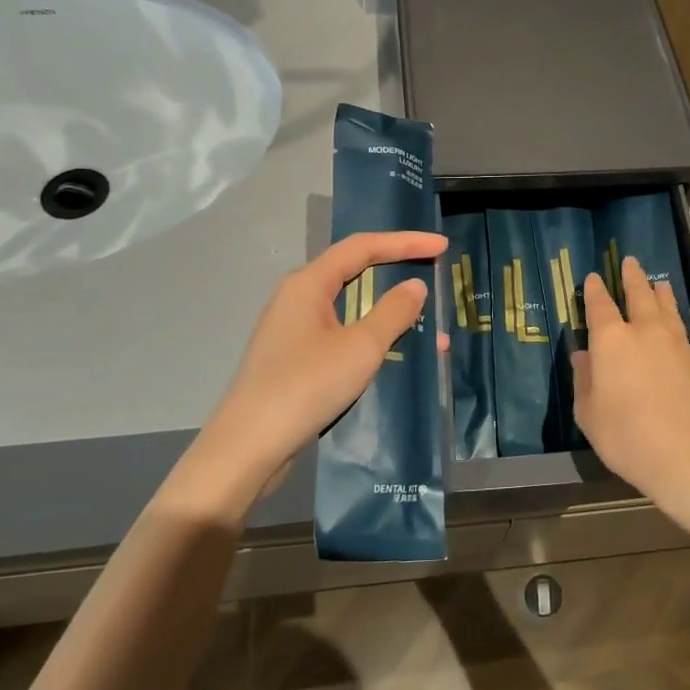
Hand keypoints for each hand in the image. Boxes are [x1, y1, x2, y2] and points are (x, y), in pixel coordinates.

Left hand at [167, 230, 447, 513]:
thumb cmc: (306, 387)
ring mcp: (293, 328)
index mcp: (309, 283)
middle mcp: (298, 297)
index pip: (363, 247)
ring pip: (350, 306)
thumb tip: (415, 286)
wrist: (248, 447)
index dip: (405, 242)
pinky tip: (394, 352)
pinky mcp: (294, 358)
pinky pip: (341, 332)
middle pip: (354, 271)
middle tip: (434, 274)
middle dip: (397, 271)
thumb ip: (392, 312)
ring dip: (389, 311)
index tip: (442, 245)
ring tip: (428, 324)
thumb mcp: (360, 348)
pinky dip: (371, 335)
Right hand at [574, 255, 689, 518]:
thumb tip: (583, 357)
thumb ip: (585, 382)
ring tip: (657, 282)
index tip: (593, 277)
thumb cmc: (629, 439)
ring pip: (665, 307)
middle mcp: (644, 333)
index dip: (595, 291)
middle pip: (638, 296)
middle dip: (632, 278)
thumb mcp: (590, 416)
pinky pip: (679, 326)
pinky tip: (672, 320)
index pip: (600, 307)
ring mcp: (675, 344)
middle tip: (630, 262)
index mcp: (612, 342)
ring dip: (658, 292)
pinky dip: (673, 314)